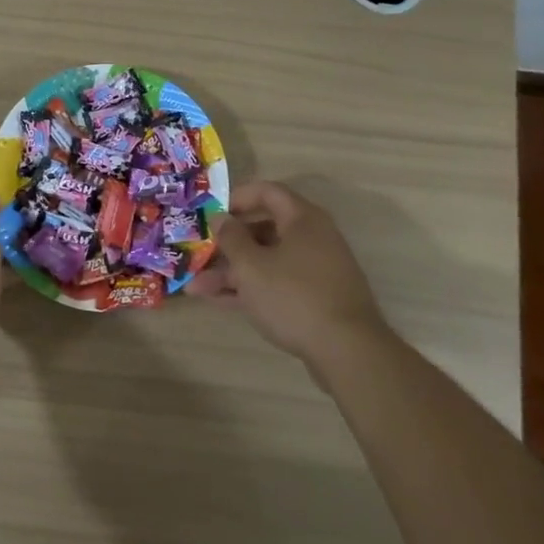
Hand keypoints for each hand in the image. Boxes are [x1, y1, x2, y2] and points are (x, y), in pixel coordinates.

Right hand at [188, 180, 389, 363]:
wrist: (347, 352)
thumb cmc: (293, 296)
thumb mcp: (251, 266)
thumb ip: (231, 238)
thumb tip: (220, 217)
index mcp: (303, 219)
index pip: (267, 192)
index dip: (236, 197)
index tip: (210, 212)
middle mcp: (312, 238)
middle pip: (264, 229)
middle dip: (227, 244)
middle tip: (199, 252)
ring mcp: (315, 270)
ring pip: (267, 261)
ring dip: (232, 271)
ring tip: (196, 287)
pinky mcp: (315, 298)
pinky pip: (277, 283)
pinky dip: (250, 288)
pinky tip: (218, 301)